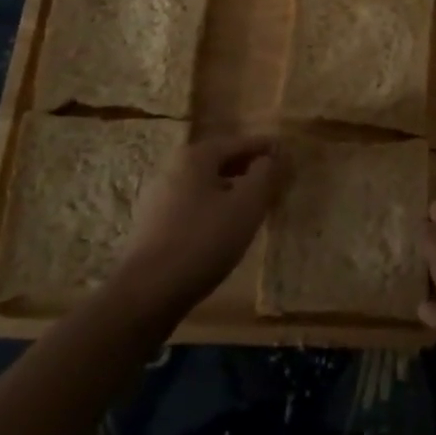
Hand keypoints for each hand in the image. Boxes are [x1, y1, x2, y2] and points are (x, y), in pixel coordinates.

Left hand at [111, 135, 278, 318]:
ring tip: (253, 205)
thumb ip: (264, 175)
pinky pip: (192, 204)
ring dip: (231, 189)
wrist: (148, 292)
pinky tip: (224, 227)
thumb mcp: (246, 205)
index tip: (287, 155)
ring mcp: (158, 196)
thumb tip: (271, 156)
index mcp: (196, 156)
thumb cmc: (203, 241)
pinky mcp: (152, 224)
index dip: (265, 148)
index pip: (239, 142)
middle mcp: (173, 167)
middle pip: (219, 160)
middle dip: (248, 168)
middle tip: (273, 180)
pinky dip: (213, 206)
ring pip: (205, 184)